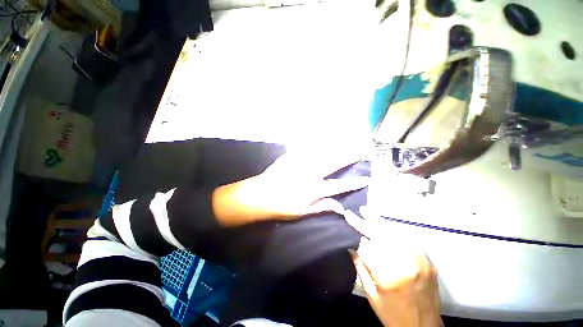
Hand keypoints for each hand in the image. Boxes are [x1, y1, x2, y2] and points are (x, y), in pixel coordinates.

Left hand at [212, 148, 368, 226]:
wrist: (259, 194)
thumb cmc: (281, 206)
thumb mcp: (302, 212)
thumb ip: (322, 207)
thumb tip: (341, 207)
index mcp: (314, 189)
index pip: (339, 186)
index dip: (353, 183)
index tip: (366, 178)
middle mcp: (310, 173)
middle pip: (333, 163)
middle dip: (349, 155)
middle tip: (361, 148)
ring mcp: (300, 162)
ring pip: (322, 152)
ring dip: (336, 146)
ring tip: (348, 140)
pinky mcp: (291, 156)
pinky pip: (307, 147)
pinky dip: (317, 143)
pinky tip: (324, 138)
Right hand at [345, 208, 441, 326]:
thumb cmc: (392, 315)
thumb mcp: (371, 294)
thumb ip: (360, 266)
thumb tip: (351, 244)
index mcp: (388, 276)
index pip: (367, 244)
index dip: (356, 229)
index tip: (348, 217)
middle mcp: (406, 265)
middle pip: (383, 235)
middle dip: (369, 221)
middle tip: (360, 210)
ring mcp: (420, 262)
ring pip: (397, 234)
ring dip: (382, 222)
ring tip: (371, 213)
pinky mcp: (428, 262)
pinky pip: (411, 240)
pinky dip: (397, 230)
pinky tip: (388, 225)